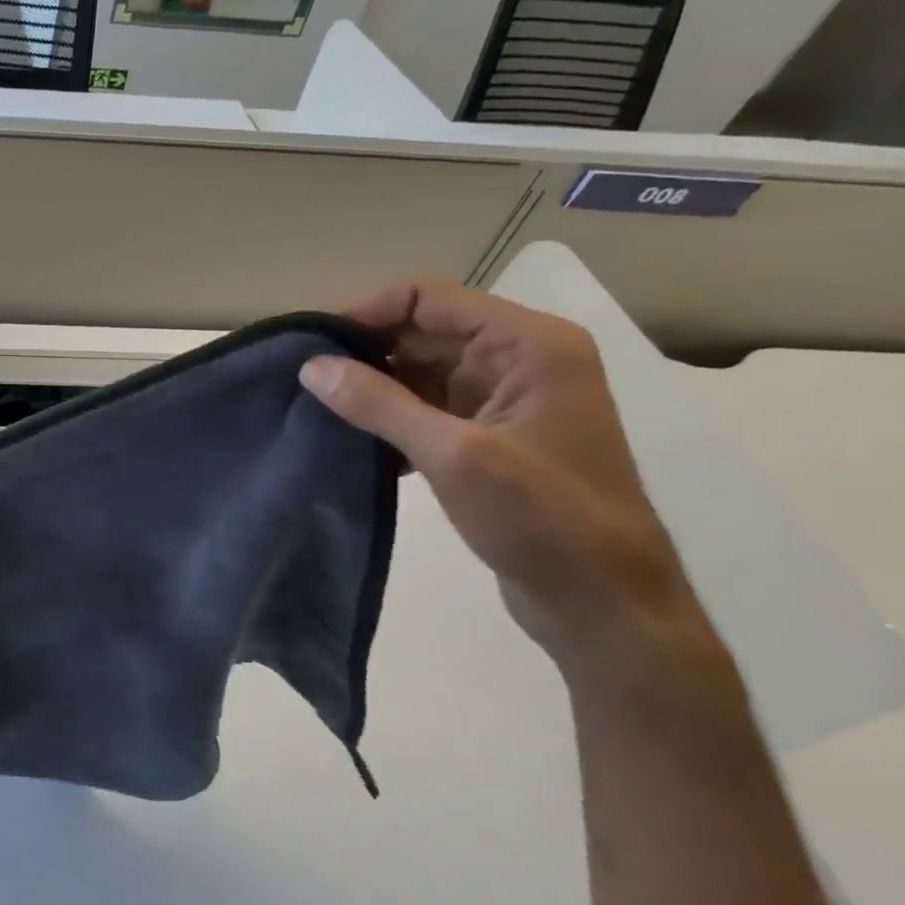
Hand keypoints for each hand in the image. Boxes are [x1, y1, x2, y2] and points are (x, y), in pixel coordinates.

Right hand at [298, 280, 713, 678]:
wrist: (603, 604)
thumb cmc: (544, 520)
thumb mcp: (454, 455)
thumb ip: (378, 404)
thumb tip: (310, 366)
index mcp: (528, 345)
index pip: (428, 299)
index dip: (365, 314)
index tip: (310, 346)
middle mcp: (517, 359)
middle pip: (420, 332)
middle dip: (361, 352)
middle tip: (301, 379)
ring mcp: (502, 399)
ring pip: (417, 370)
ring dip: (369, 387)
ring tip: (313, 406)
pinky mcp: (486, 436)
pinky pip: (423, 407)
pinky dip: (386, 416)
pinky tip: (349, 438)